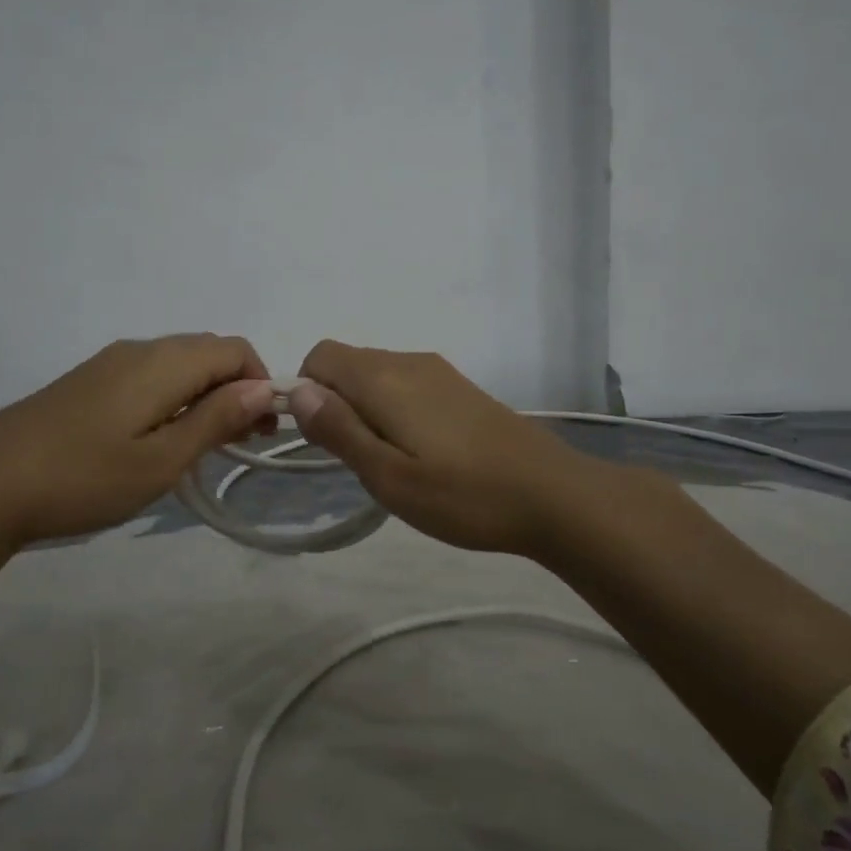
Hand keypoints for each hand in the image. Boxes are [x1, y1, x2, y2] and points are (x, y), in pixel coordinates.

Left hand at [0, 334, 278, 549]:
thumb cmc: (84, 478)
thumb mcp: (161, 460)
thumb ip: (215, 419)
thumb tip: (263, 388)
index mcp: (163, 362)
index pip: (235, 349)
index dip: (261, 382)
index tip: (262, 431)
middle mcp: (139, 349)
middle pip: (208, 351)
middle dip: (236, 388)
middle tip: (238, 442)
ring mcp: (109, 363)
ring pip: (178, 363)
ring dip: (205, 394)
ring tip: (203, 445)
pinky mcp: (88, 381)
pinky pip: (149, 375)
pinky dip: (173, 397)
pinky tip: (158, 438)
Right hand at [286, 341, 598, 556]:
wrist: (553, 494)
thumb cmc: (463, 495)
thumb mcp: (389, 476)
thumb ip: (340, 430)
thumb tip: (297, 391)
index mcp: (384, 378)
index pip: (320, 356)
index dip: (306, 392)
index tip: (323, 439)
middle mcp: (409, 361)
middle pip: (348, 364)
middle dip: (337, 404)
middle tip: (360, 461)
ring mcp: (440, 372)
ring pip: (378, 376)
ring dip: (366, 410)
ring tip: (392, 463)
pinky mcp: (460, 388)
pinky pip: (406, 385)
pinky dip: (394, 411)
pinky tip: (422, 454)